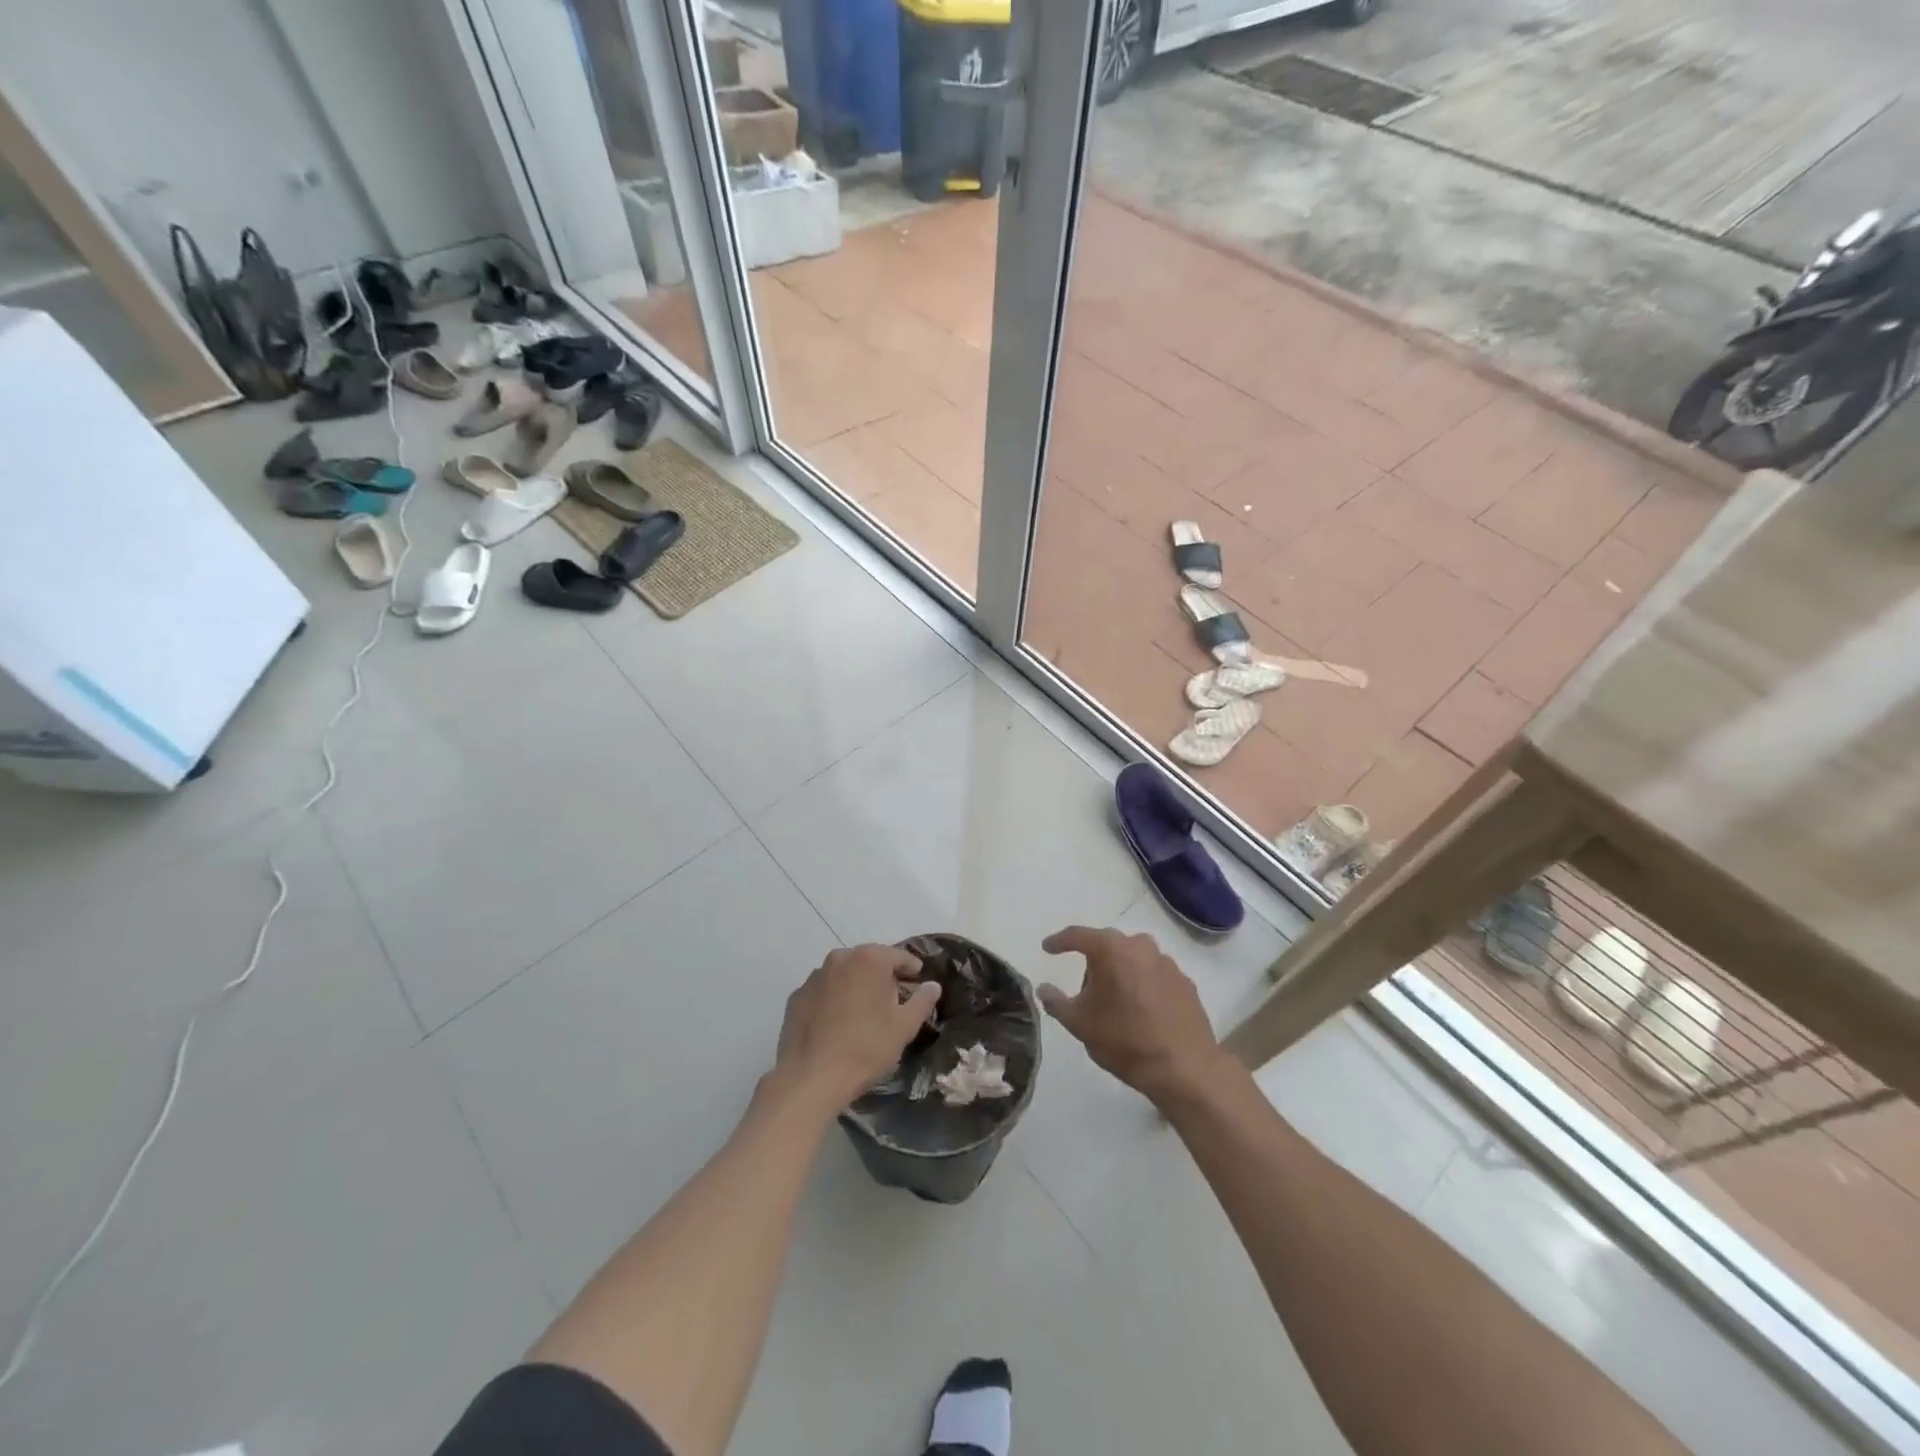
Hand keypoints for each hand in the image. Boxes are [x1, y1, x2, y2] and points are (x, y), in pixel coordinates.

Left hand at [774, 945, 940, 1109]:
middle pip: (868, 961)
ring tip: (863, 1012)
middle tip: (892, 999)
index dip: (911, 968)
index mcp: (869, 959)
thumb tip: (933, 985)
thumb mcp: (904, 1027)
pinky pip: (823, 991)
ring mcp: (814, 977)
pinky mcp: (796, 997)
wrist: (811, 1078)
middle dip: (882, 976)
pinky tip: (837, 1024)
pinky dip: (833, 1000)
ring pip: (843, 974)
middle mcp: (839, 959)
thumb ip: (922, 1001)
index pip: (898, 956)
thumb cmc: (866, 1048)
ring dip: (855, 985)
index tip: (917, 980)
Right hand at [1039, 927, 1225, 1105]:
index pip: (1077, 935)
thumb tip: (1043, 988)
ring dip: (1121, 972)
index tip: (1047, 948)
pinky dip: (1143, 984)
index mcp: (1111, 949)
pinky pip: (1154, 974)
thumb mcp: (1079, 1024)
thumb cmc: (1125, 1041)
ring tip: (1115, 1002)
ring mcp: (1167, 962)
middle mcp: (1140, 946)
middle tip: (1085, 989)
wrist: (1184, 1069)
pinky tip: (1141, 1010)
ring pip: (1134, 958)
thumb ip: (1056, 1002)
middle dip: (1093, 962)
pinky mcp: (1185, 981)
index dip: (1058, 941)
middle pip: (1108, 945)